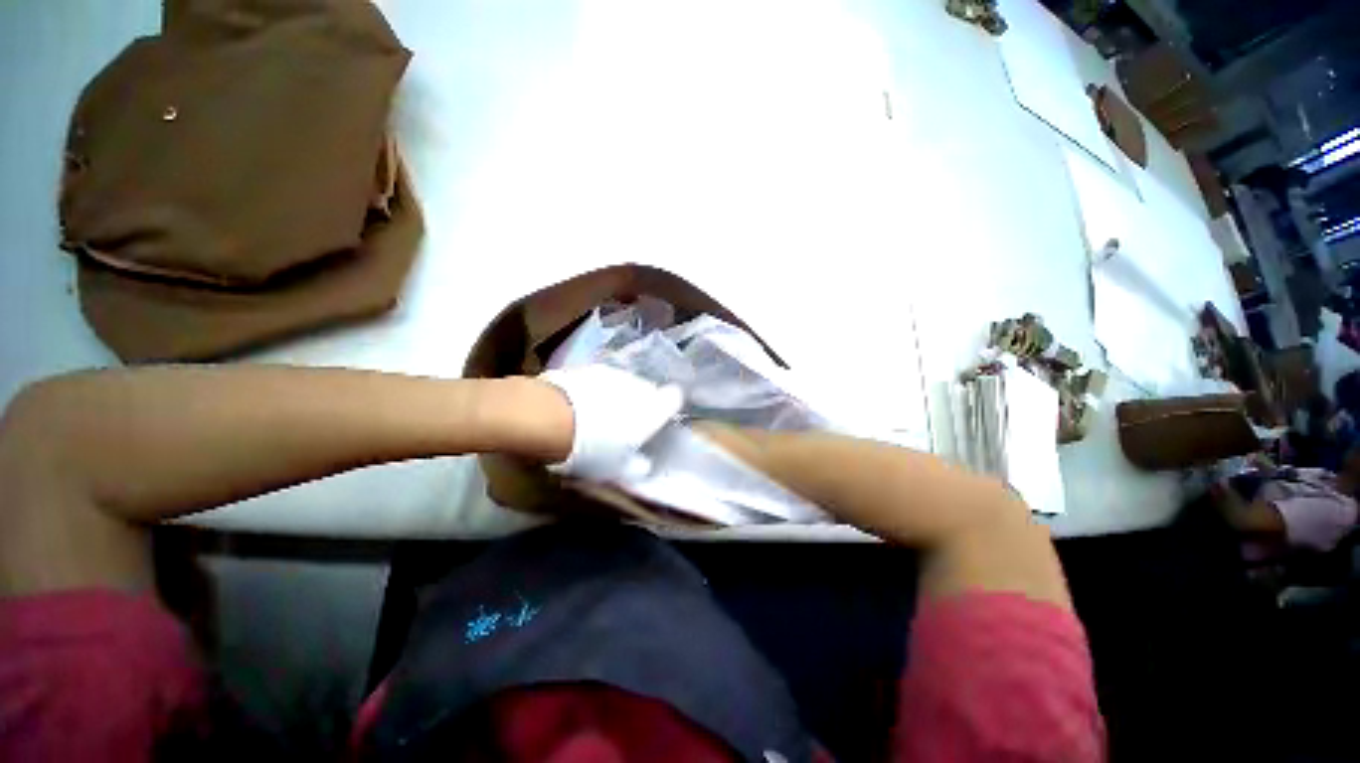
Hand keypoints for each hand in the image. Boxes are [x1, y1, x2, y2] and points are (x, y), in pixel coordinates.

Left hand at [539, 365, 683, 481]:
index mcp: (654, 408)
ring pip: (624, 383)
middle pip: (648, 390)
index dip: (667, 408)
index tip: (656, 421)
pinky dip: (595, 389)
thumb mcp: (617, 469)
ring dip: (617, 396)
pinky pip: (600, 379)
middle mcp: (639, 385)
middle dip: (640, 404)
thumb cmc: (592, 448)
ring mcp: (613, 372)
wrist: (549, 417)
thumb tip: (644, 465)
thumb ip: (637, 466)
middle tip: (623, 425)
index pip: (674, 398)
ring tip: (597, 416)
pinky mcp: (588, 367)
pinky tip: (578, 405)